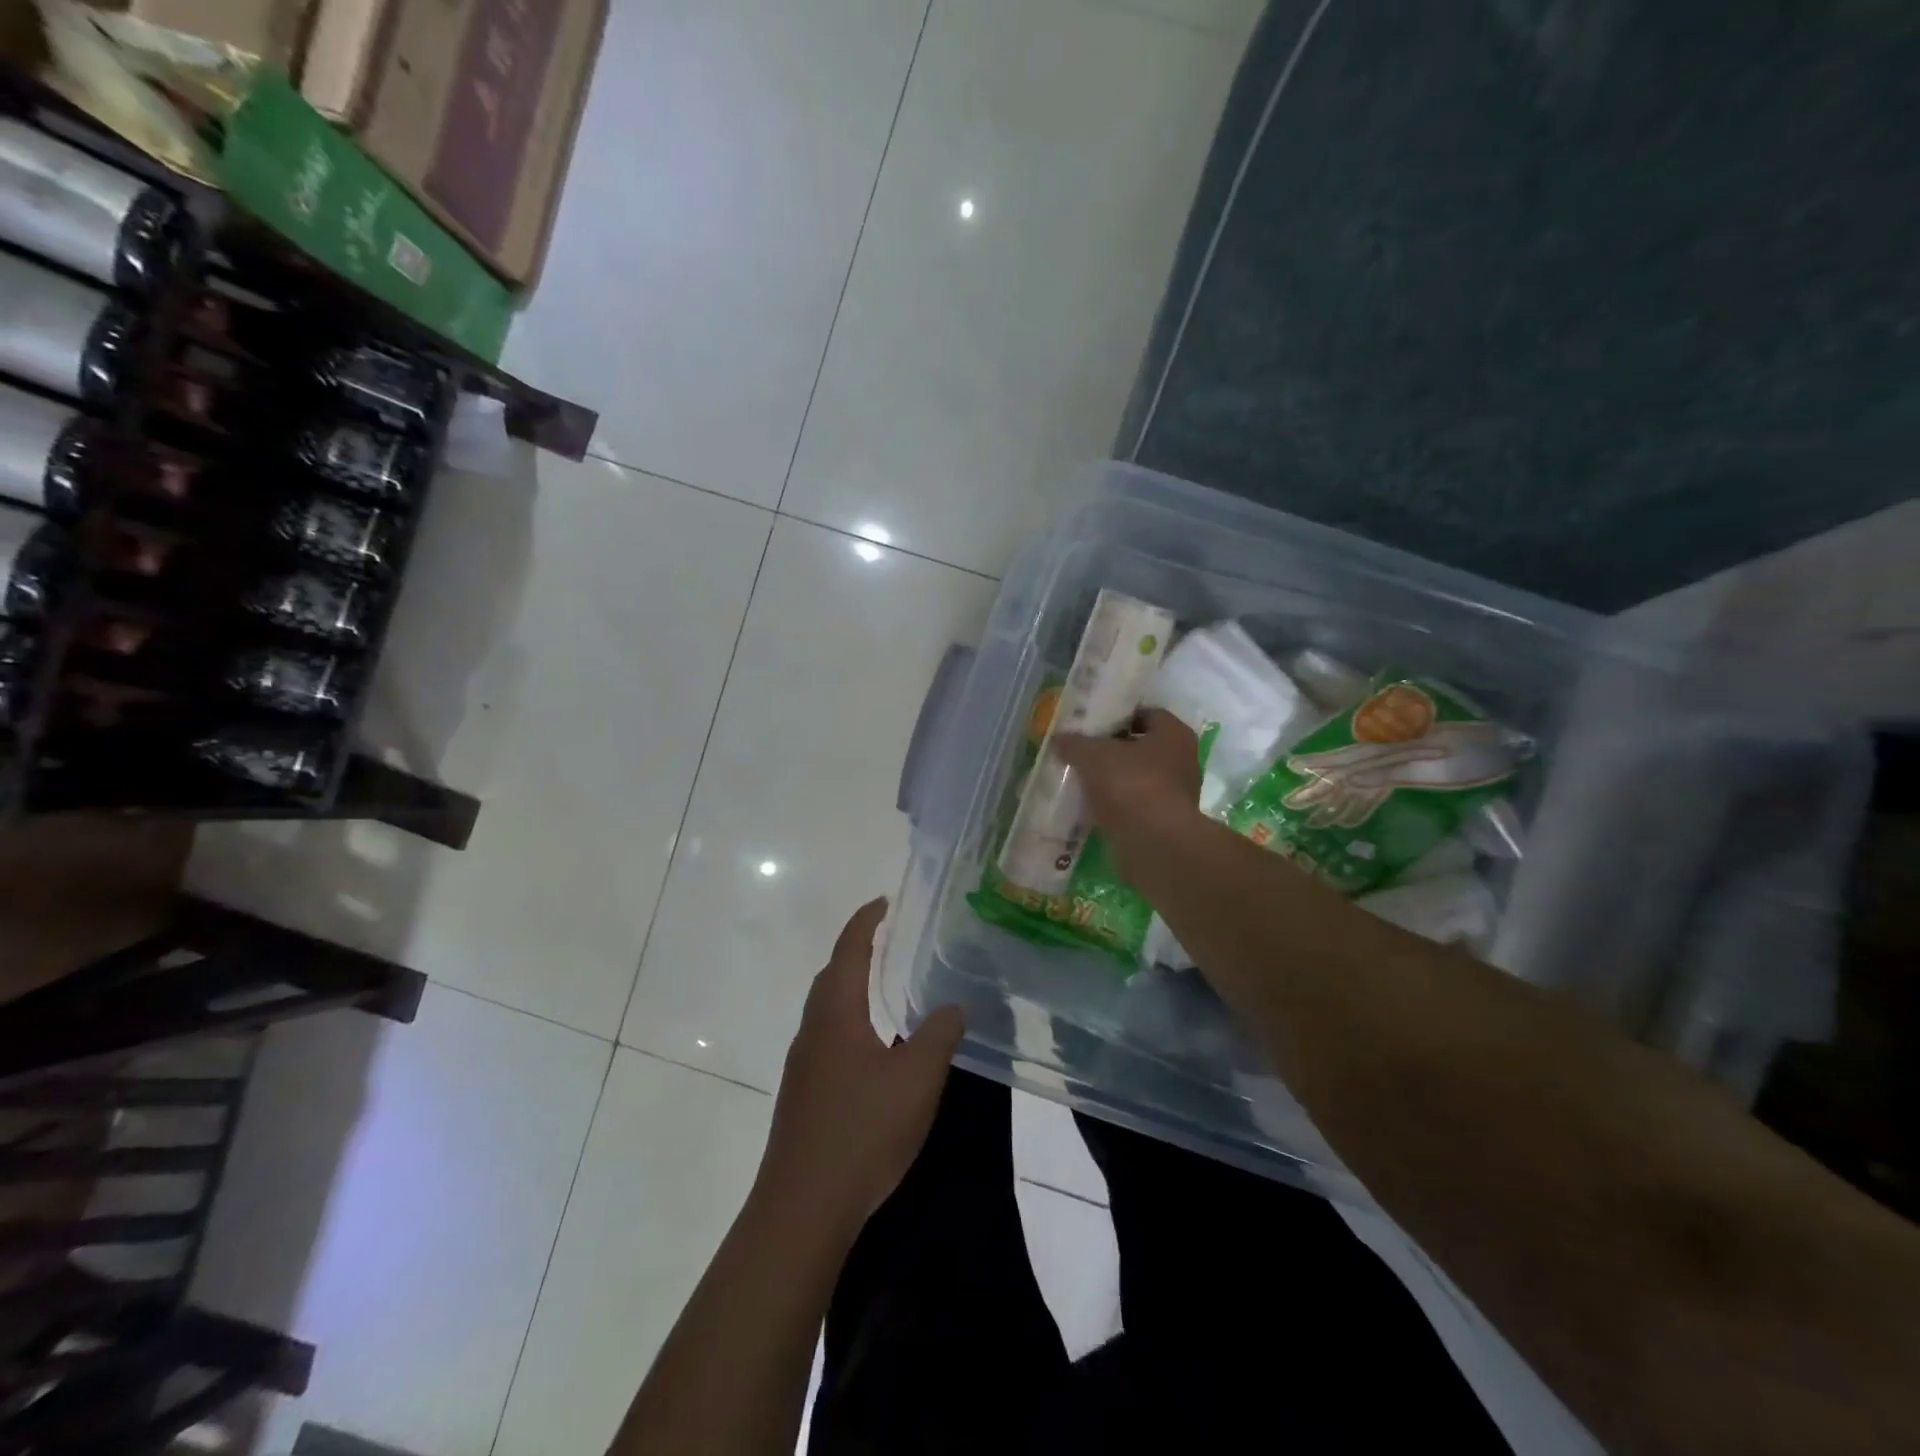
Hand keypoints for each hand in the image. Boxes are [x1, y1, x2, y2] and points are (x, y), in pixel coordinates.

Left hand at [758, 898, 964, 1239]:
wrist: (802, 1208)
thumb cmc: (862, 1131)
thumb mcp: (917, 1079)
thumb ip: (938, 1035)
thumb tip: (951, 1005)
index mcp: (836, 1014)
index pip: (848, 951)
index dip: (865, 922)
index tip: (883, 902)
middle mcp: (812, 1031)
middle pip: (830, 976)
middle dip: (855, 951)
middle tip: (887, 939)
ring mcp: (802, 1065)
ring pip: (825, 1010)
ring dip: (849, 988)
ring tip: (883, 988)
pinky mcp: (802, 1096)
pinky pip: (826, 1038)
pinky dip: (847, 1021)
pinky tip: (871, 1048)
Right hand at [1053, 708, 1202, 879]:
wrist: (1154, 844)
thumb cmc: (1131, 785)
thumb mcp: (1094, 756)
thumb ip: (1075, 743)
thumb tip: (1058, 738)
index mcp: (1174, 734)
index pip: (1146, 713)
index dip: (1118, 715)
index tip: (1092, 723)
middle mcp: (1182, 761)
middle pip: (1141, 747)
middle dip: (1112, 749)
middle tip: (1081, 750)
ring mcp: (1175, 795)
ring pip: (1136, 778)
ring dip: (1112, 779)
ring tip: (1080, 779)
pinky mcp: (1163, 823)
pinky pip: (1134, 805)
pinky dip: (1115, 805)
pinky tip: (1089, 806)